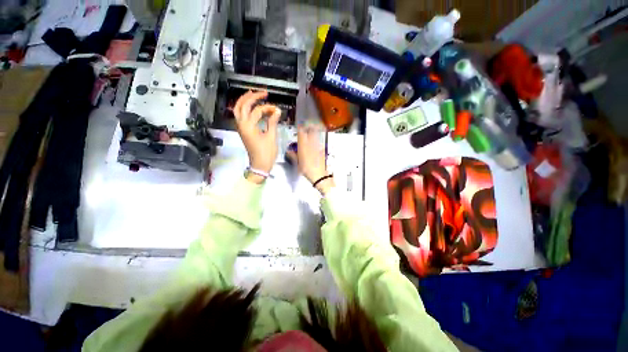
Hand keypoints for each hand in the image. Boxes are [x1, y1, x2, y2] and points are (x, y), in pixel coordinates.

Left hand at [234, 91, 281, 180]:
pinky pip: (241, 116)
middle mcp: (241, 125)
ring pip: (238, 110)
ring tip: (254, 95)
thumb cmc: (266, 153)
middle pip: (242, 105)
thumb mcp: (271, 137)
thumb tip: (277, 111)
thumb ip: (273, 122)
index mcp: (248, 126)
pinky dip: (245, 109)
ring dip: (245, 101)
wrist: (260, 165)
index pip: (257, 111)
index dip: (268, 108)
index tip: (277, 109)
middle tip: (262, 93)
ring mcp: (241, 128)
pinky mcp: (243, 131)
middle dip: (251, 97)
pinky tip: (252, 107)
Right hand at [287, 125, 334, 194]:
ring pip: (316, 135)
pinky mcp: (322, 150)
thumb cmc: (306, 170)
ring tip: (312, 130)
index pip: (301, 133)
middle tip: (307, 125)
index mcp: (303, 146)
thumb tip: (288, 151)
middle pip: (311, 131)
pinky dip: (317, 140)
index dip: (300, 127)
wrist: (318, 175)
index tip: (299, 125)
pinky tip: (316, 142)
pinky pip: (319, 142)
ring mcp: (317, 146)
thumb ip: (293, 156)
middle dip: (309, 127)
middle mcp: (310, 144)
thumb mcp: (297, 164)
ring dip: (314, 131)